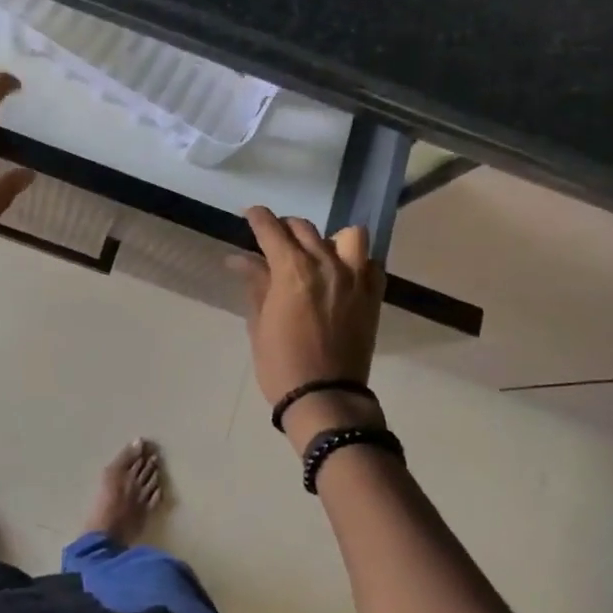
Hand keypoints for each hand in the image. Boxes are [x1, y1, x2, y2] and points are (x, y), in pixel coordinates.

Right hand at [232, 206, 385, 420]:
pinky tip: (343, 275)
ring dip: (328, 239)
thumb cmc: (281, 363)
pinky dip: (357, 262)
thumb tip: (239, 258)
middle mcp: (326, 263)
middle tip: (274, 241)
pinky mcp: (373, 296)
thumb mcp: (259, 322)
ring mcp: (355, 278)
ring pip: (348, 235)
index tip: (250, 215)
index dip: (257, 217)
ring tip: (317, 255)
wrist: (325, 398)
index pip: (271, 228)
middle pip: (304, 228)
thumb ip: (255, 283)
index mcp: (292, 269)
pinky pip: (371, 264)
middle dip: (285, 228)